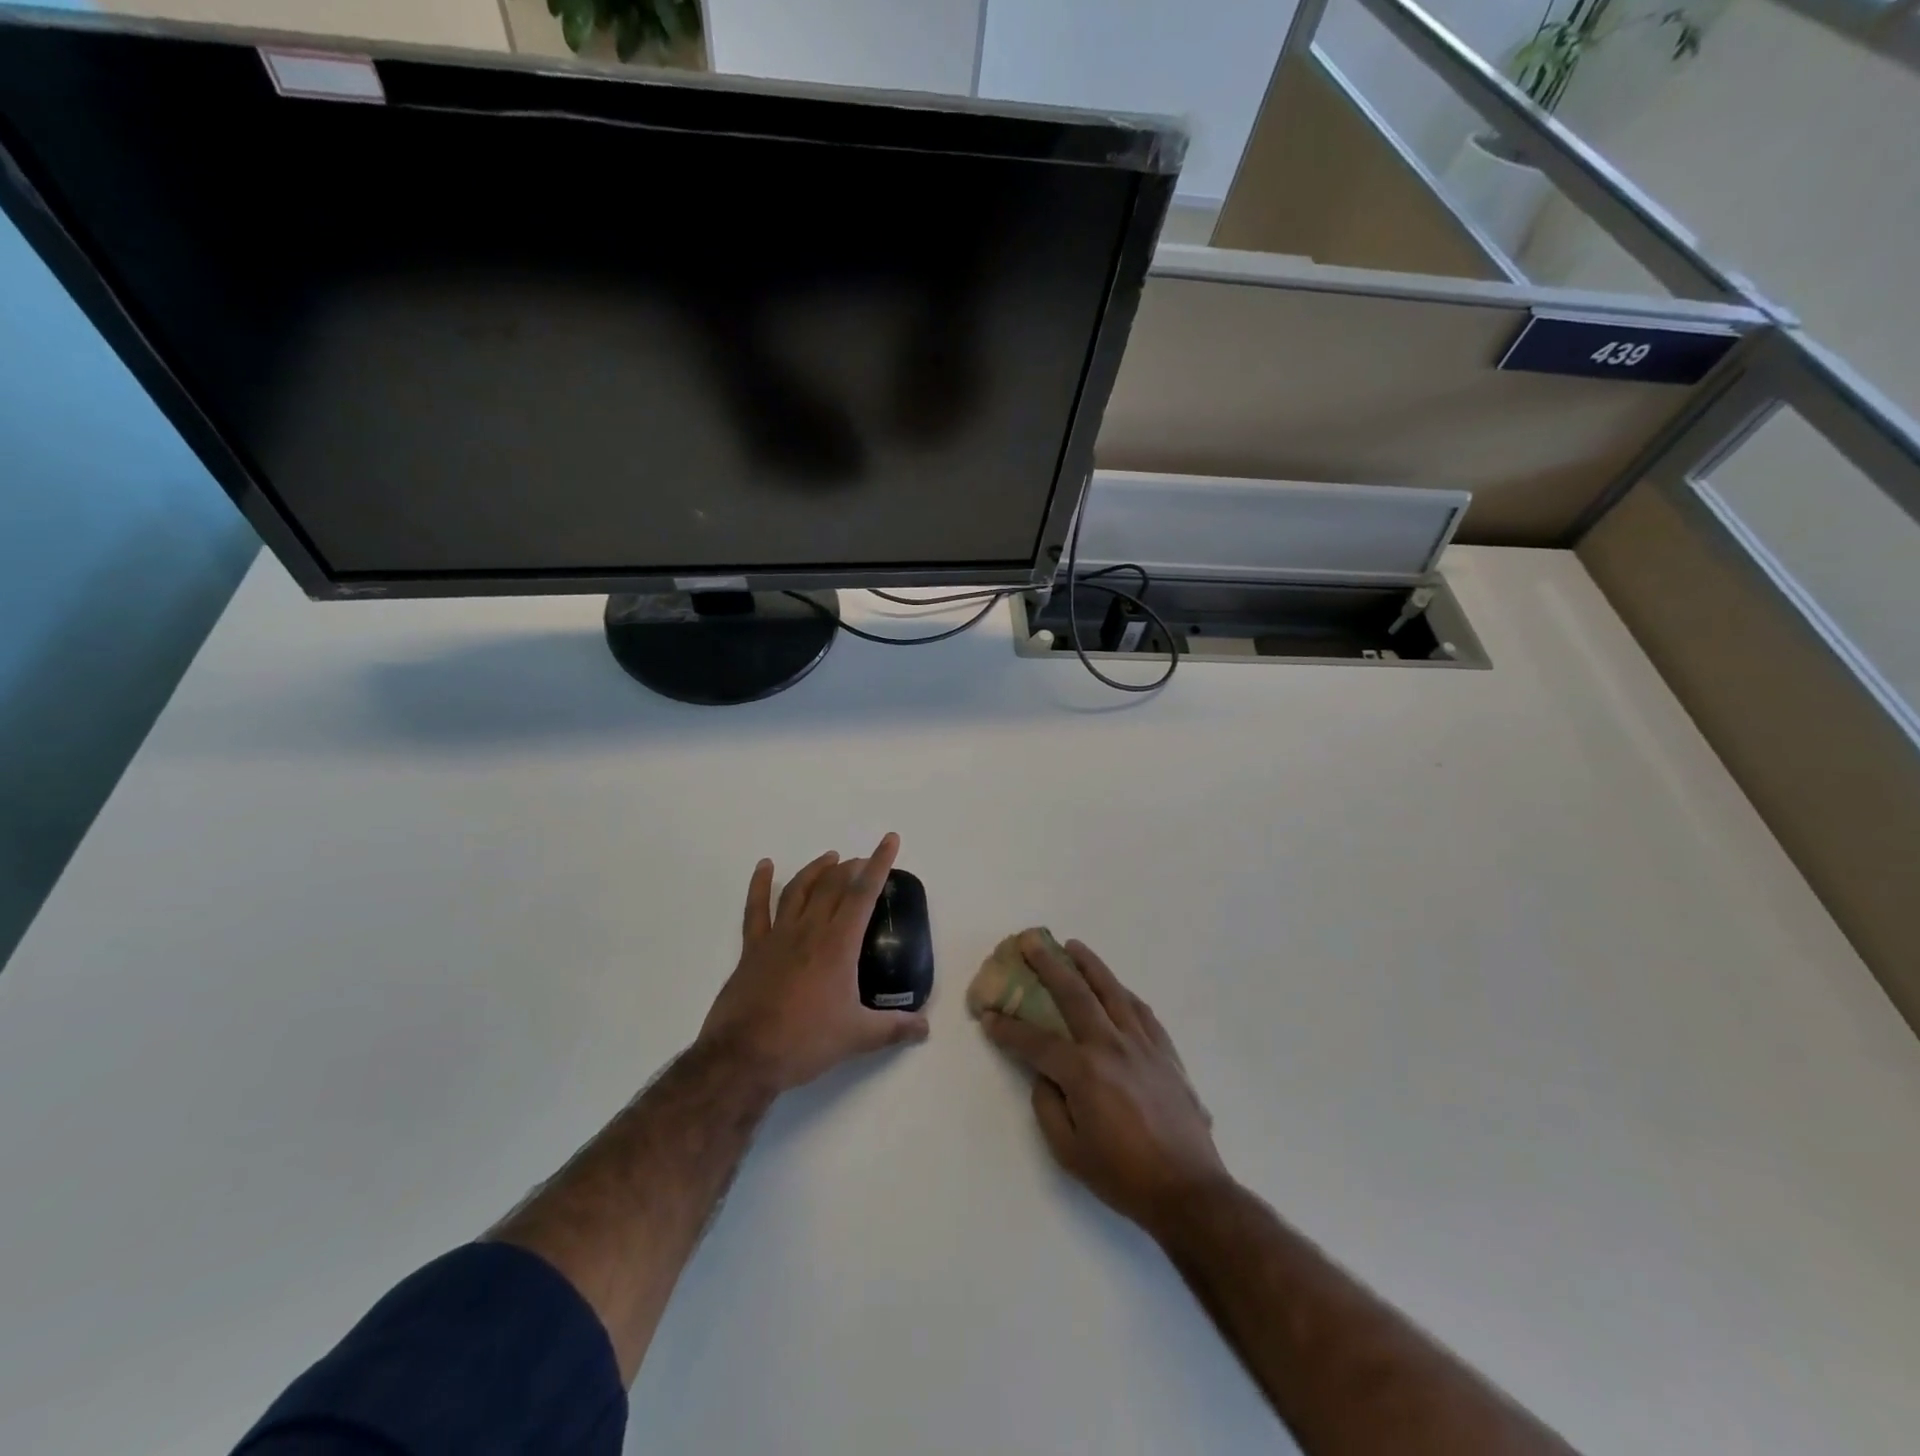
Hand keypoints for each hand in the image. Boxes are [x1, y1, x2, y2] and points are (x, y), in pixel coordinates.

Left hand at [698, 833, 929, 1096]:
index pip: (863, 893)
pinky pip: (756, 909)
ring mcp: (778, 936)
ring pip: (799, 889)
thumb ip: (894, 1028)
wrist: (744, 1057)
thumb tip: (925, 1028)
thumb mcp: (858, 1037)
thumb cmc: (805, 1041)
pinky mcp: (753, 949)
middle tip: (864, 862)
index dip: (879, 863)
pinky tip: (765, 866)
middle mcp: (809, 930)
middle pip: (833, 885)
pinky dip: (760, 884)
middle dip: (852, 867)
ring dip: (816, 870)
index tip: (889, 840)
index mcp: (838, 944)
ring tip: (830, 858)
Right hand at [981, 932, 1228, 1235]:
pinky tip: (1115, 987)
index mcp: (1084, 1072)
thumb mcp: (1069, 1152)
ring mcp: (1142, 1044)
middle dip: (1048, 965)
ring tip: (1072, 946)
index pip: (1036, 1041)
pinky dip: (1122, 992)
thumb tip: (1045, 1075)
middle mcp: (1111, 1045)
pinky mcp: (1165, 1051)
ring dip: (1089, 964)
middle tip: (1030, 941)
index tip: (988, 1015)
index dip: (1008, 1028)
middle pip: (1074, 994)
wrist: (1189, 1191)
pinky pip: (1140, 1010)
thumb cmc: (1124, 1176)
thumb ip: (1048, 1106)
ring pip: (1111, 990)